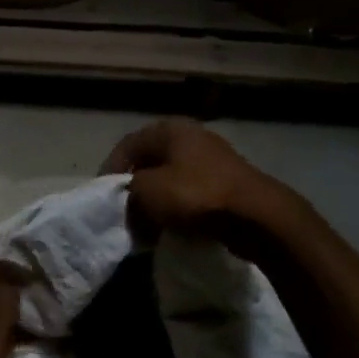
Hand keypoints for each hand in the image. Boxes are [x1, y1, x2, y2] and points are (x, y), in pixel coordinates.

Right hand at [102, 119, 273, 238]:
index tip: (103, 197)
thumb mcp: (146, 190)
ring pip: (171, 180)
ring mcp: (213, 159)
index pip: (128, 145)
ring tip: (146, 226)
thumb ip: (128, 189)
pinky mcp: (227, 184)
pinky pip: (191, 194)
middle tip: (124, 214)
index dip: (110, 170)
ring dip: (156, 202)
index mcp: (170, 129)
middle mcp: (192, 137)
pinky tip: (173, 228)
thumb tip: (131, 198)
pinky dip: (177, 209)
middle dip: (134, 189)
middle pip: (150, 162)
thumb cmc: (195, 195)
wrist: (255, 216)